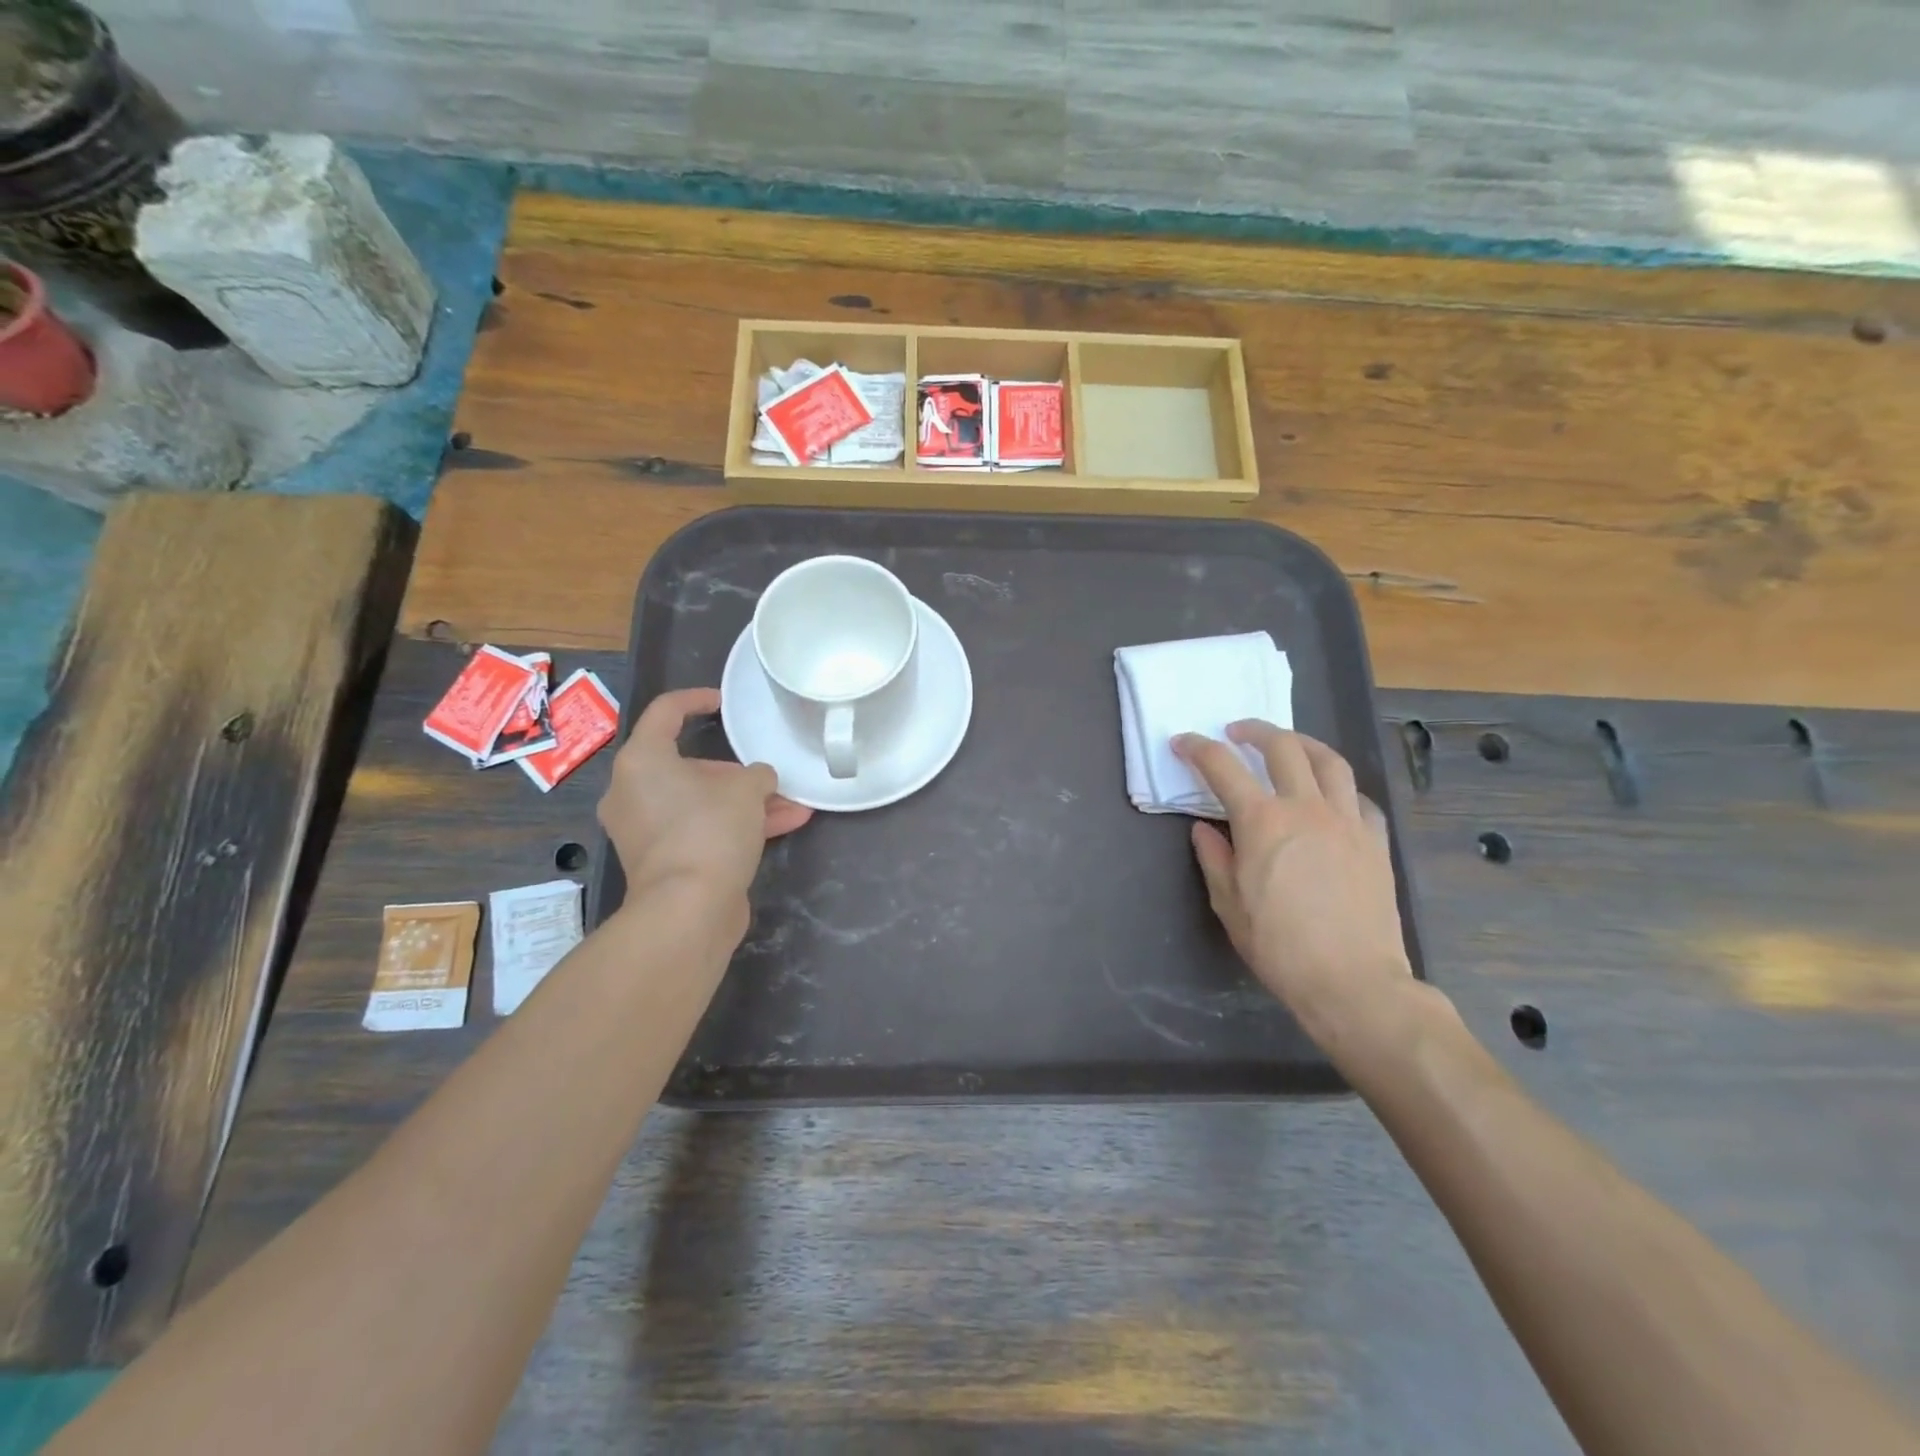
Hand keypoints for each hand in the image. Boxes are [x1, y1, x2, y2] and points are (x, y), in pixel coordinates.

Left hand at [599, 688, 811, 906]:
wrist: (688, 909)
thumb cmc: (710, 830)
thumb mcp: (747, 790)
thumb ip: (757, 774)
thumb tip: (759, 781)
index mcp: (643, 760)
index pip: (665, 712)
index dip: (696, 700)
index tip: (723, 702)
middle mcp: (633, 791)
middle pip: (690, 766)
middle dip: (738, 773)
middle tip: (771, 780)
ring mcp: (645, 829)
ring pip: (702, 802)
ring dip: (747, 803)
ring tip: (793, 805)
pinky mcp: (661, 860)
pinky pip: (701, 829)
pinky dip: (735, 826)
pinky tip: (785, 827)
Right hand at [1174, 722, 1415, 1053]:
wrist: (1353, 981)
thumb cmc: (1279, 946)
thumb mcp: (1229, 905)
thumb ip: (1214, 858)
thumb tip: (1205, 828)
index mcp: (1262, 822)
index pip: (1223, 767)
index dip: (1198, 748)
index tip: (1184, 742)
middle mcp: (1306, 808)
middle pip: (1282, 747)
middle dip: (1254, 731)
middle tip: (1236, 733)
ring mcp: (1347, 821)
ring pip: (1329, 760)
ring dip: (1302, 743)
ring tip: (1288, 745)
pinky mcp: (1376, 841)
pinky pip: (1359, 797)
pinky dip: (1338, 786)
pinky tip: (1330, 796)